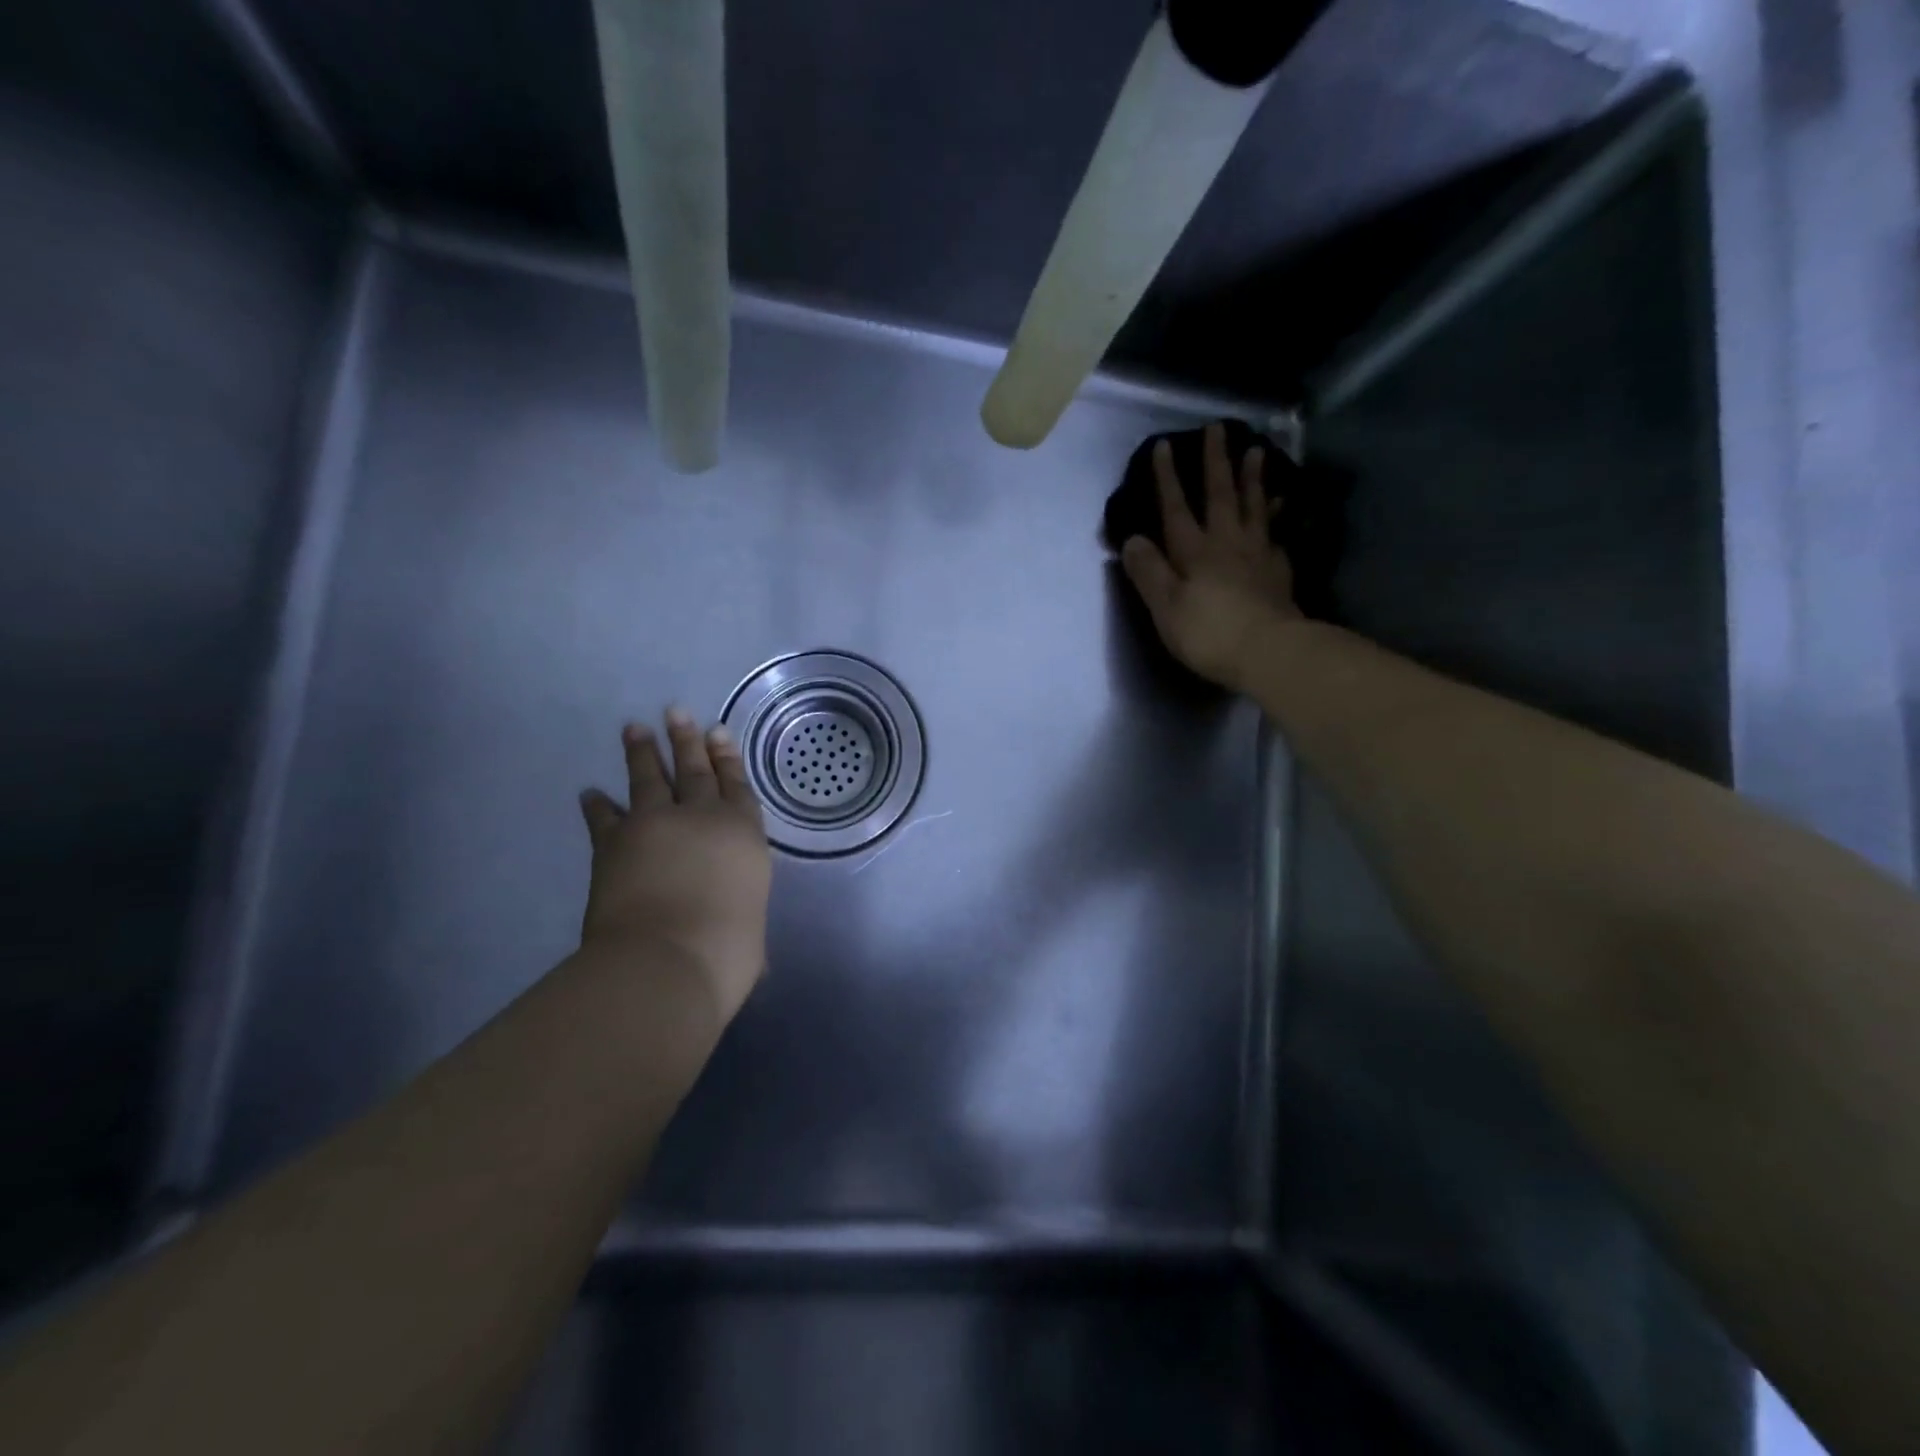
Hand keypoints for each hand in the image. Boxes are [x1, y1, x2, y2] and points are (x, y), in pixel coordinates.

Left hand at [579, 710, 771, 1027]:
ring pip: (649, 778)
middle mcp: (701, 818)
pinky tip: (590, 793)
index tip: (718, 732)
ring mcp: (654, 825)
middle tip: (677, 711)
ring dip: (642, 752)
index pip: (736, 785)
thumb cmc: (726, 951)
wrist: (665, 961)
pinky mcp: (613, 843)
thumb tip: (750, 958)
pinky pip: (605, 817)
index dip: (727, 758)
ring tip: (635, 728)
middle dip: (687, 739)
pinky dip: (597, 805)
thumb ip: (742, 928)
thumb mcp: (750, 938)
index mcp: (742, 834)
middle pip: (694, 769)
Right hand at [1120, 420, 1302, 692]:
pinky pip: (1276, 534)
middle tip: (1218, 428)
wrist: (1270, 652)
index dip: (1167, 478)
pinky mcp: (1279, 572)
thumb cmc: (1209, 633)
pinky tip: (1279, 510)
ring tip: (1256, 451)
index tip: (1164, 446)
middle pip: (1220, 496)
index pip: (1176, 508)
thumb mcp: (1165, 606)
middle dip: (1215, 462)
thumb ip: (1148, 572)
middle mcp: (1226, 543)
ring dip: (1252, 478)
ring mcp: (1257, 555)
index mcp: (1194, 552)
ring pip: (1254, 507)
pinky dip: (1276, 518)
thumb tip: (1132, 539)